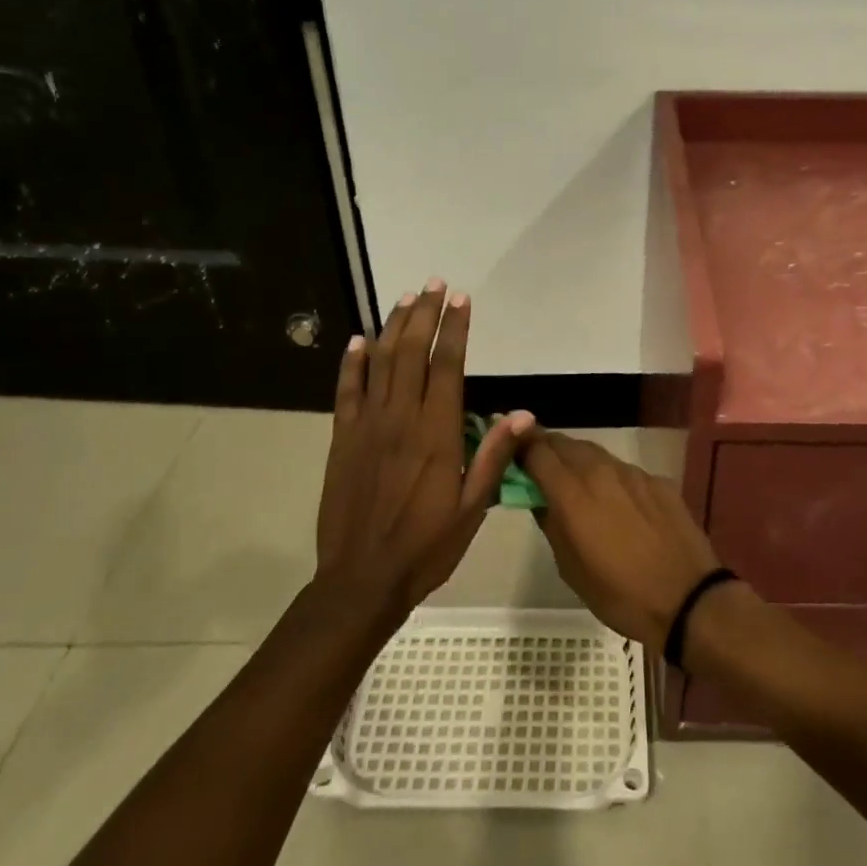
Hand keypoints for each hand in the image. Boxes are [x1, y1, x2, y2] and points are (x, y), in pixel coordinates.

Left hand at [316, 279, 530, 620]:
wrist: (361, 580)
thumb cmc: (425, 546)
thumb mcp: (471, 508)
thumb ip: (494, 457)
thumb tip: (524, 414)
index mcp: (436, 433)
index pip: (447, 366)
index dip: (454, 329)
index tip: (461, 300)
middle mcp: (400, 419)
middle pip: (411, 353)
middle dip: (424, 314)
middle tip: (434, 284)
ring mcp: (367, 426)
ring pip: (380, 363)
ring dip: (393, 327)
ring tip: (406, 299)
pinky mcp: (343, 439)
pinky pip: (346, 391)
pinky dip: (352, 363)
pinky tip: (358, 340)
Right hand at [519, 432, 720, 648]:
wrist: (687, 598)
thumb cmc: (620, 594)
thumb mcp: (571, 569)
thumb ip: (552, 525)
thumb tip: (542, 501)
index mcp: (573, 494)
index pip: (537, 451)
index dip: (521, 448)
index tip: (512, 453)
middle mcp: (601, 472)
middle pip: (566, 444)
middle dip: (548, 448)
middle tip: (539, 464)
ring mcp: (633, 473)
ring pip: (596, 453)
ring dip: (578, 460)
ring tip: (573, 479)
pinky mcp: (657, 481)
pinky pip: (624, 470)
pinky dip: (610, 477)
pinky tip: (615, 500)